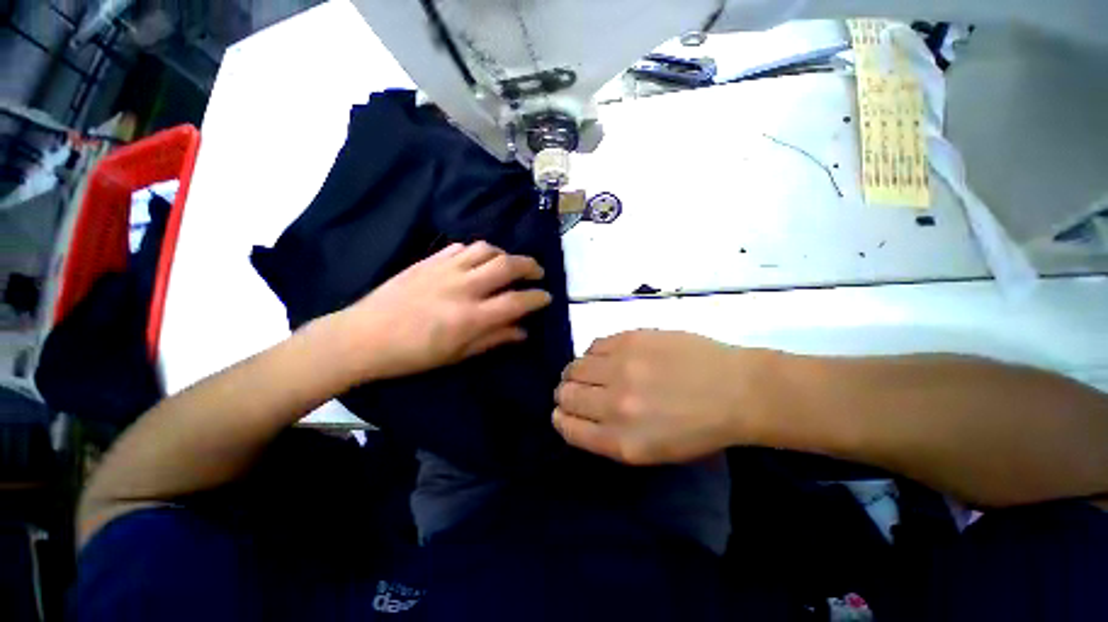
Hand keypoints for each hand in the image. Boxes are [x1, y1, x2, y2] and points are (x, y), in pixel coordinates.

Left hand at [325, 242, 551, 381]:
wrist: (363, 336)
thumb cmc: (413, 354)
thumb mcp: (458, 355)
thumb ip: (494, 339)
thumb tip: (523, 331)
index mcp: (471, 317)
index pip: (517, 301)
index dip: (538, 297)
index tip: (547, 297)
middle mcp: (463, 287)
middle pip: (507, 265)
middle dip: (530, 266)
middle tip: (538, 272)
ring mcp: (445, 269)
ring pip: (486, 249)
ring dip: (505, 254)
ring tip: (509, 264)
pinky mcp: (429, 260)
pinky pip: (461, 246)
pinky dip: (478, 251)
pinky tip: (479, 261)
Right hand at [553, 330, 773, 464]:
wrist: (735, 390)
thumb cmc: (698, 428)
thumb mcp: (652, 452)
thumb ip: (609, 437)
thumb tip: (580, 414)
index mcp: (622, 440)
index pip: (568, 427)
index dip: (561, 418)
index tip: (563, 411)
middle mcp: (615, 404)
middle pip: (566, 394)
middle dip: (566, 393)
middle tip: (577, 389)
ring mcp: (622, 367)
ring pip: (575, 366)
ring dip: (577, 371)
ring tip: (593, 371)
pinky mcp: (630, 339)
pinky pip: (593, 345)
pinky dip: (594, 354)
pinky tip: (609, 358)